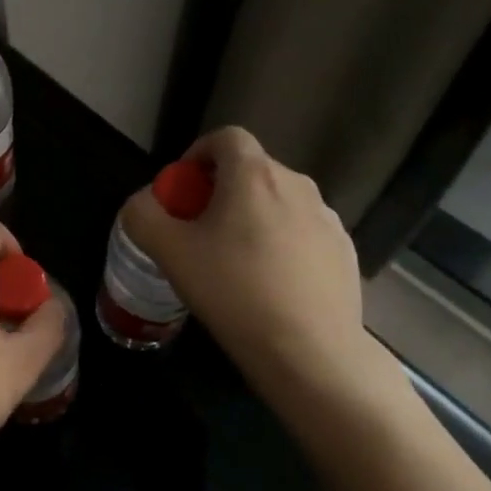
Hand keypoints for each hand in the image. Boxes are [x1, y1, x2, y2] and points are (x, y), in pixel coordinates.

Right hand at [119, 127, 402, 420]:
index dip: (198, 154)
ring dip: (253, 216)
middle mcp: (297, 185)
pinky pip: (303, 231)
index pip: (225, 137)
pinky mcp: (346, 251)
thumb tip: (144, 202)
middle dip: (220, 190)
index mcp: (254, 176)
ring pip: (278, 202)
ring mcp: (327, 219)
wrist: (311, 353)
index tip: (183, 189)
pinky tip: (270, 283)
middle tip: (199, 229)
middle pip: (251, 170)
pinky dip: (282, 242)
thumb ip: (143, 214)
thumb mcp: (169, 252)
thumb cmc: (234, 292)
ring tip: (235, 260)